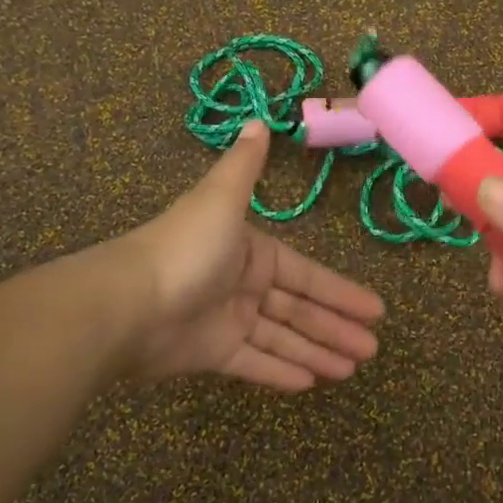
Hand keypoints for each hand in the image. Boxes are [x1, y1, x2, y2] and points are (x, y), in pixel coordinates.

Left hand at [118, 122, 385, 390]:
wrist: (127, 303)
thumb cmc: (186, 248)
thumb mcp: (221, 198)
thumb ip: (245, 166)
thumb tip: (258, 119)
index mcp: (250, 251)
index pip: (305, 274)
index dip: (340, 291)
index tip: (375, 309)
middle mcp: (242, 284)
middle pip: (298, 309)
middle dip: (336, 327)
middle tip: (372, 348)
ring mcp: (227, 321)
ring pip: (282, 338)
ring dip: (317, 352)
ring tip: (353, 369)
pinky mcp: (211, 353)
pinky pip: (254, 363)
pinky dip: (280, 372)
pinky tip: (311, 384)